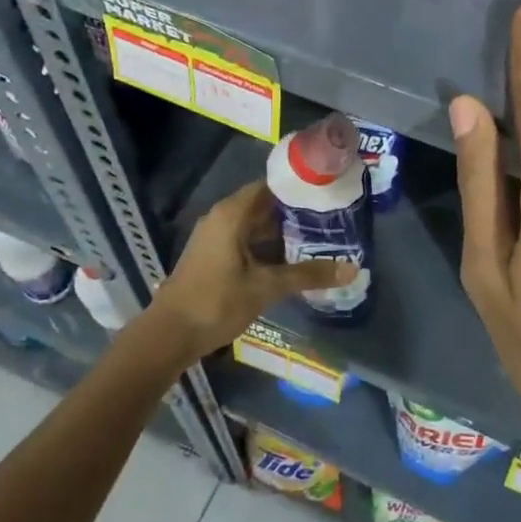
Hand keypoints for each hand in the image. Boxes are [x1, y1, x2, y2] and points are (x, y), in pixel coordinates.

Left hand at [152, 180, 351, 359]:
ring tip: (317, 235)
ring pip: (255, 224)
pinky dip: (267, 244)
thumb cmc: (216, 302)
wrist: (168, 336)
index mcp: (232, 213)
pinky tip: (290, 258)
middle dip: (295, 211)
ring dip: (282, 230)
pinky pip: (246, 239)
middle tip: (330, 215)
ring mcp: (215, 236)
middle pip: (264, 204)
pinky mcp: (213, 255)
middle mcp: (222, 217)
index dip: (298, 187)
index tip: (327, 190)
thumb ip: (308, 275)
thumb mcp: (266, 287)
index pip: (271, 185)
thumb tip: (352, 269)